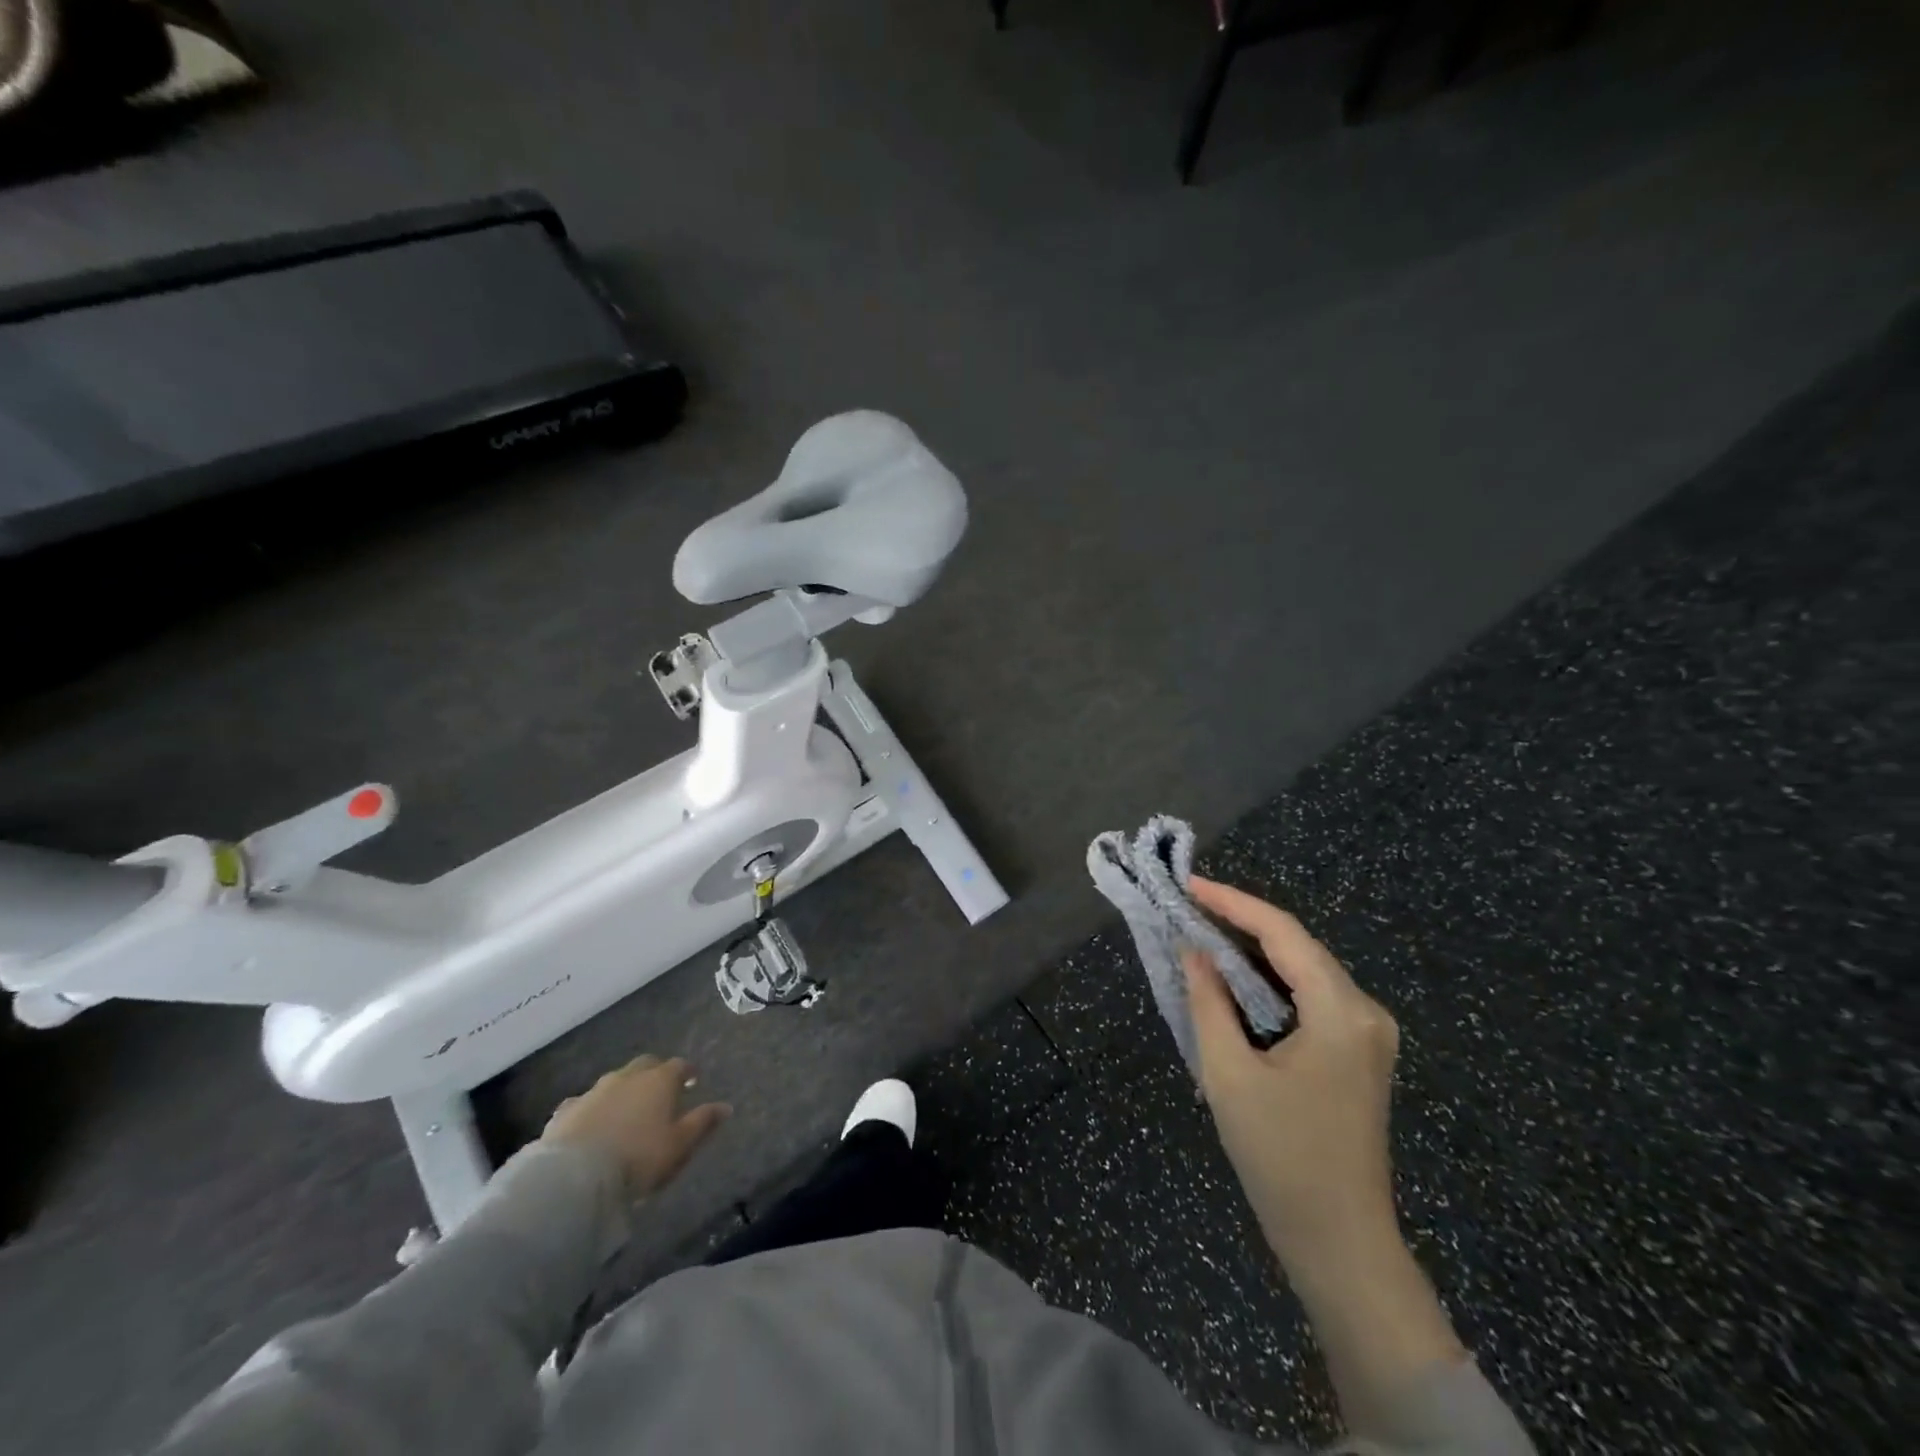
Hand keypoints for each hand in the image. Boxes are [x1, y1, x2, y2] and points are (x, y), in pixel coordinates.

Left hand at [541, 1055, 730, 1199]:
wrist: (575, 1178)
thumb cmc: (639, 1158)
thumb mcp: (681, 1144)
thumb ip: (703, 1122)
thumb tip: (726, 1106)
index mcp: (659, 1080)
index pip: (679, 1065)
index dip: (687, 1072)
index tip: (692, 1080)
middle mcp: (628, 1076)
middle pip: (646, 1065)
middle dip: (655, 1073)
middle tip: (661, 1091)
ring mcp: (594, 1091)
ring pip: (615, 1081)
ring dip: (624, 1089)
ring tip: (627, 1109)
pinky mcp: (566, 1111)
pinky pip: (584, 1103)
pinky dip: (593, 1109)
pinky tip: (591, 1123)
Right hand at [1184, 876, 1400, 1269]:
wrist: (1340, 1242)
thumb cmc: (1280, 1157)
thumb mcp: (1229, 1074)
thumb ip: (1208, 1002)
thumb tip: (1193, 950)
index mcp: (1341, 1012)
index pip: (1283, 933)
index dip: (1232, 902)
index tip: (1189, 885)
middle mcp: (1365, 1012)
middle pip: (1297, 946)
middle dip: (1241, 923)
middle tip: (1188, 907)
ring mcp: (1368, 1034)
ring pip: (1304, 970)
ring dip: (1254, 951)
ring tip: (1202, 932)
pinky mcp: (1358, 1052)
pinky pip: (1310, 997)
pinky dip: (1270, 981)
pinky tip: (1235, 978)